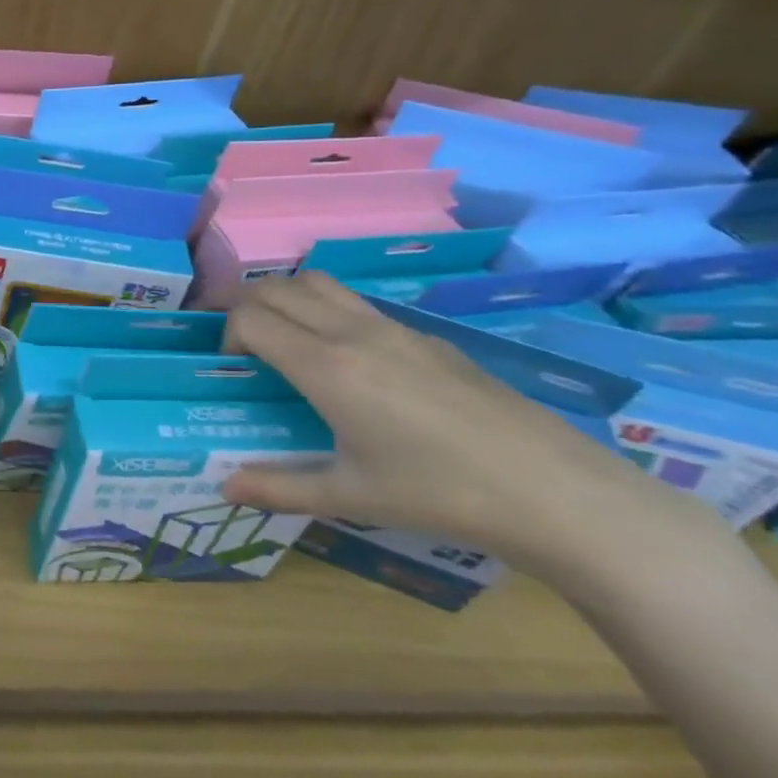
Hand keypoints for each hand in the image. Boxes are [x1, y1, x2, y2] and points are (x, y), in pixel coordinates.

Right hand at [220, 272, 695, 575]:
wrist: (554, 491)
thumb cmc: (439, 493)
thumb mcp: (350, 496)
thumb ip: (278, 487)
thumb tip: (224, 487)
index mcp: (326, 366)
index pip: (250, 318)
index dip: (226, 334)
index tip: (233, 368)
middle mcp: (352, 332)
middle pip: (276, 287)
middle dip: (245, 305)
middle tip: (244, 344)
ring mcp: (394, 328)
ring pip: (318, 282)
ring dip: (286, 297)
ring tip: (286, 338)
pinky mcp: (426, 337)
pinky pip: (357, 303)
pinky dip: (328, 310)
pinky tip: (350, 362)